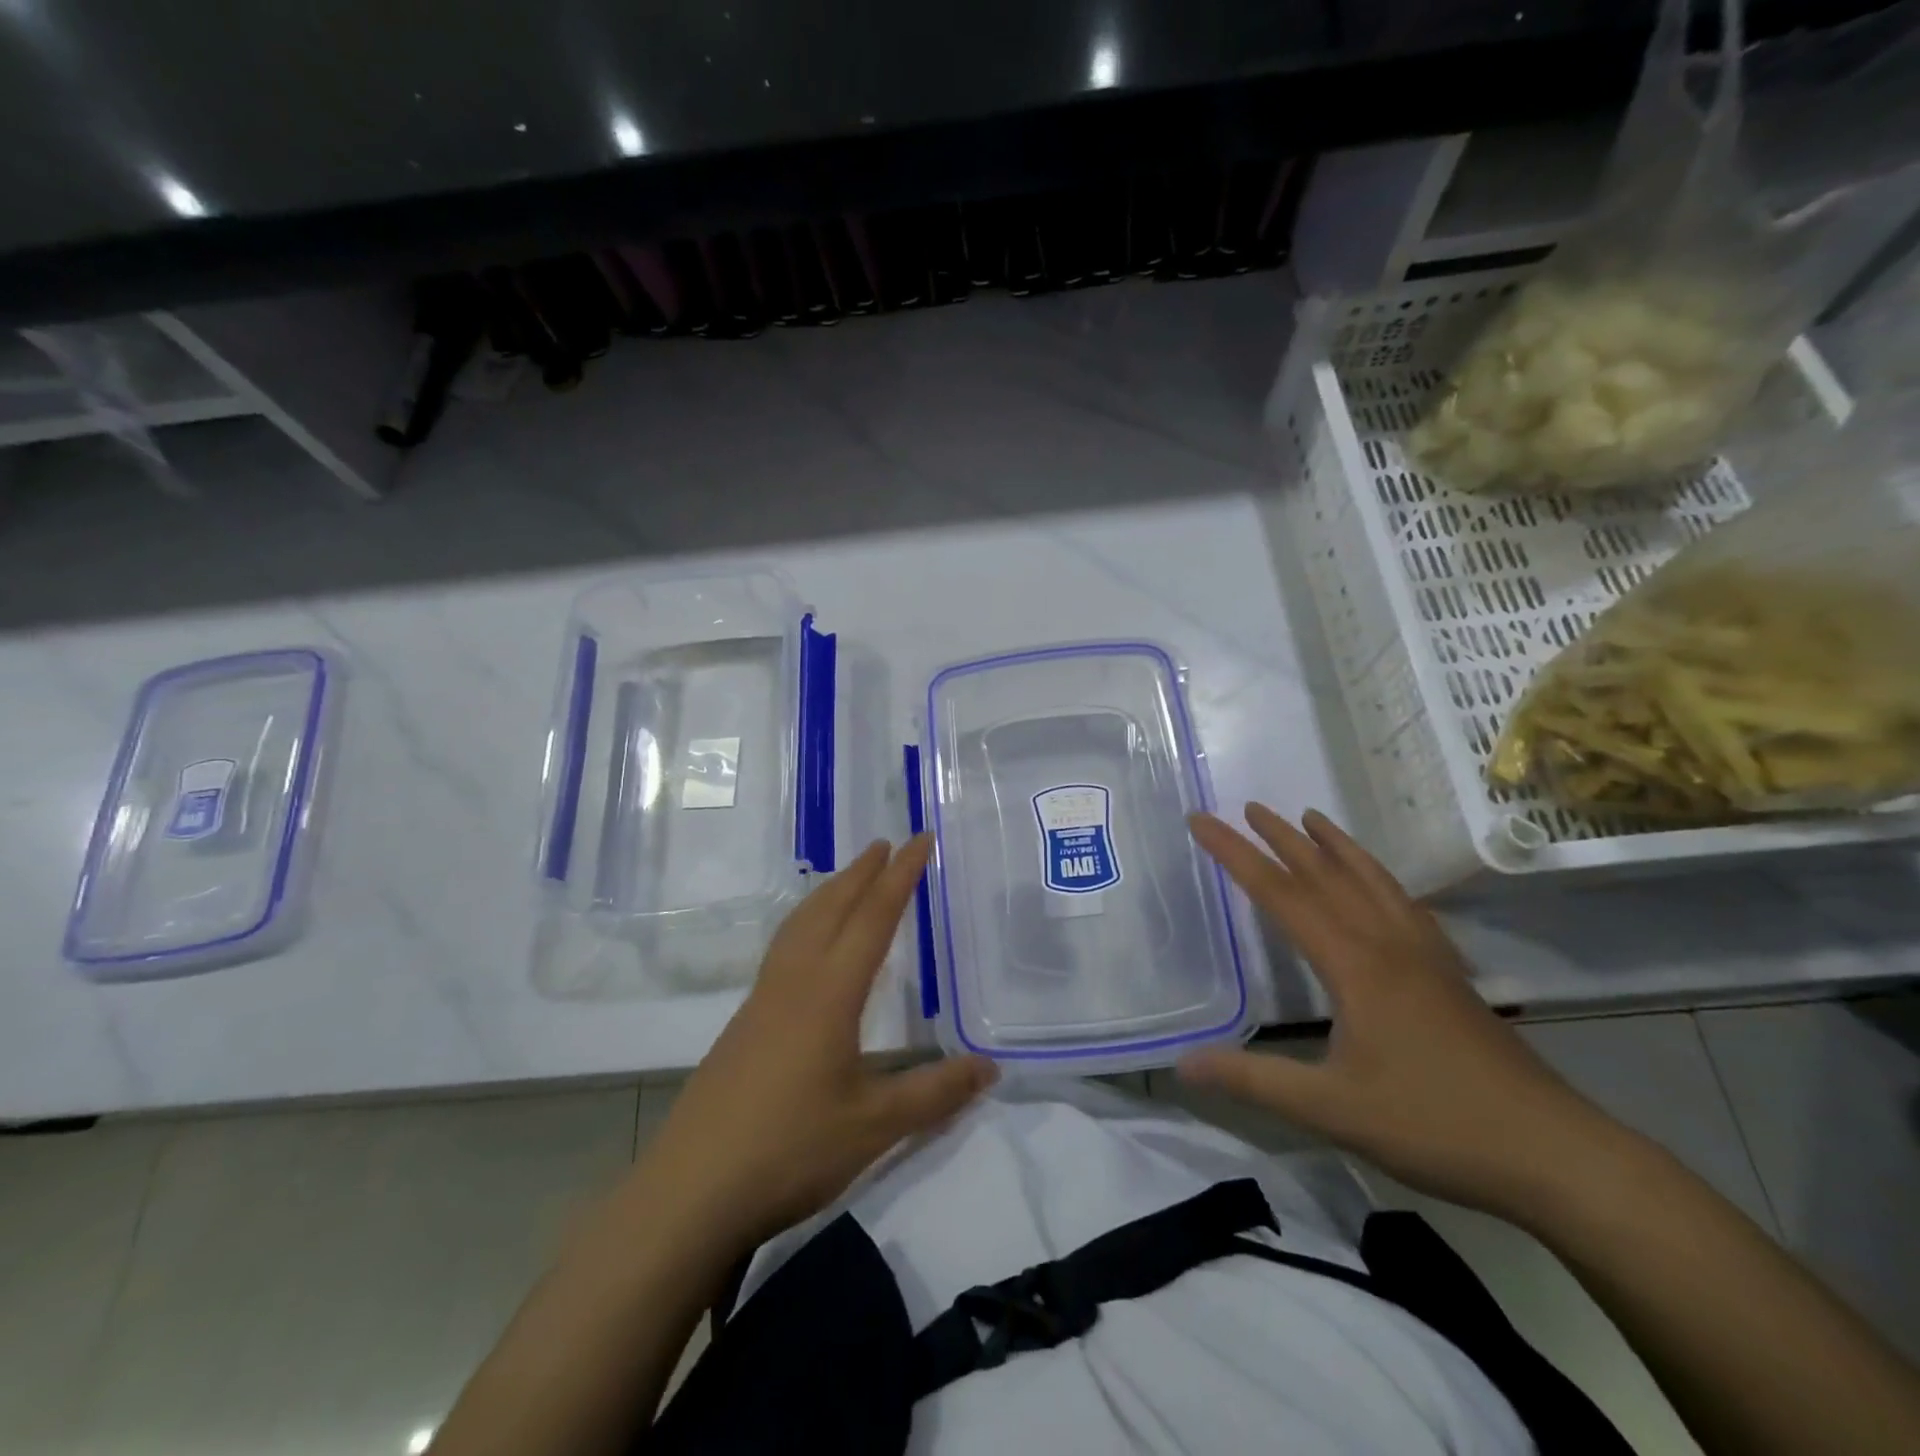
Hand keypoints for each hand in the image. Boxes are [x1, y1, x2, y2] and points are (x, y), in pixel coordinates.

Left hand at [633, 836, 996, 1254]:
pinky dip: (806, 923)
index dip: (901, 877)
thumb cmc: (789, 1150)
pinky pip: (783, 949)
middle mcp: (794, 982)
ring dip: (829, 893)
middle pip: (830, 908)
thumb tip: (991, 1067)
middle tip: (886, 843)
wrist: (691, 1191)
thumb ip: (935, 1093)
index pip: (874, 919)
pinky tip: (809, 946)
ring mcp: (762, 1001)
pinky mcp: (744, 1024)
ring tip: (849, 878)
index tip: (920, 840)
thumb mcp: (875, 1126)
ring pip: (799, 925)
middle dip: (861, 872)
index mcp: (830, 992)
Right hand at [1179, 805, 1617, 1223]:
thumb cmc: (1436, 1124)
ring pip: (1371, 881)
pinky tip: (1378, 885)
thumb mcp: (1332, 1110)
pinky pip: (1404, 904)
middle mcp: (1387, 944)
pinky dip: (1378, 878)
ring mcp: (1425, 955)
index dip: (1235, 854)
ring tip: (1311, 818)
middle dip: (1282, 838)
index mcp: (1354, 963)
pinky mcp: (1449, 974)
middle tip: (1249, 807)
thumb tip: (1182, 1065)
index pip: (1280, 894)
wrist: (1554, 1153)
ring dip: (1335, 846)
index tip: (1202, 821)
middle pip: (1326, 875)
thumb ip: (1254, 1081)